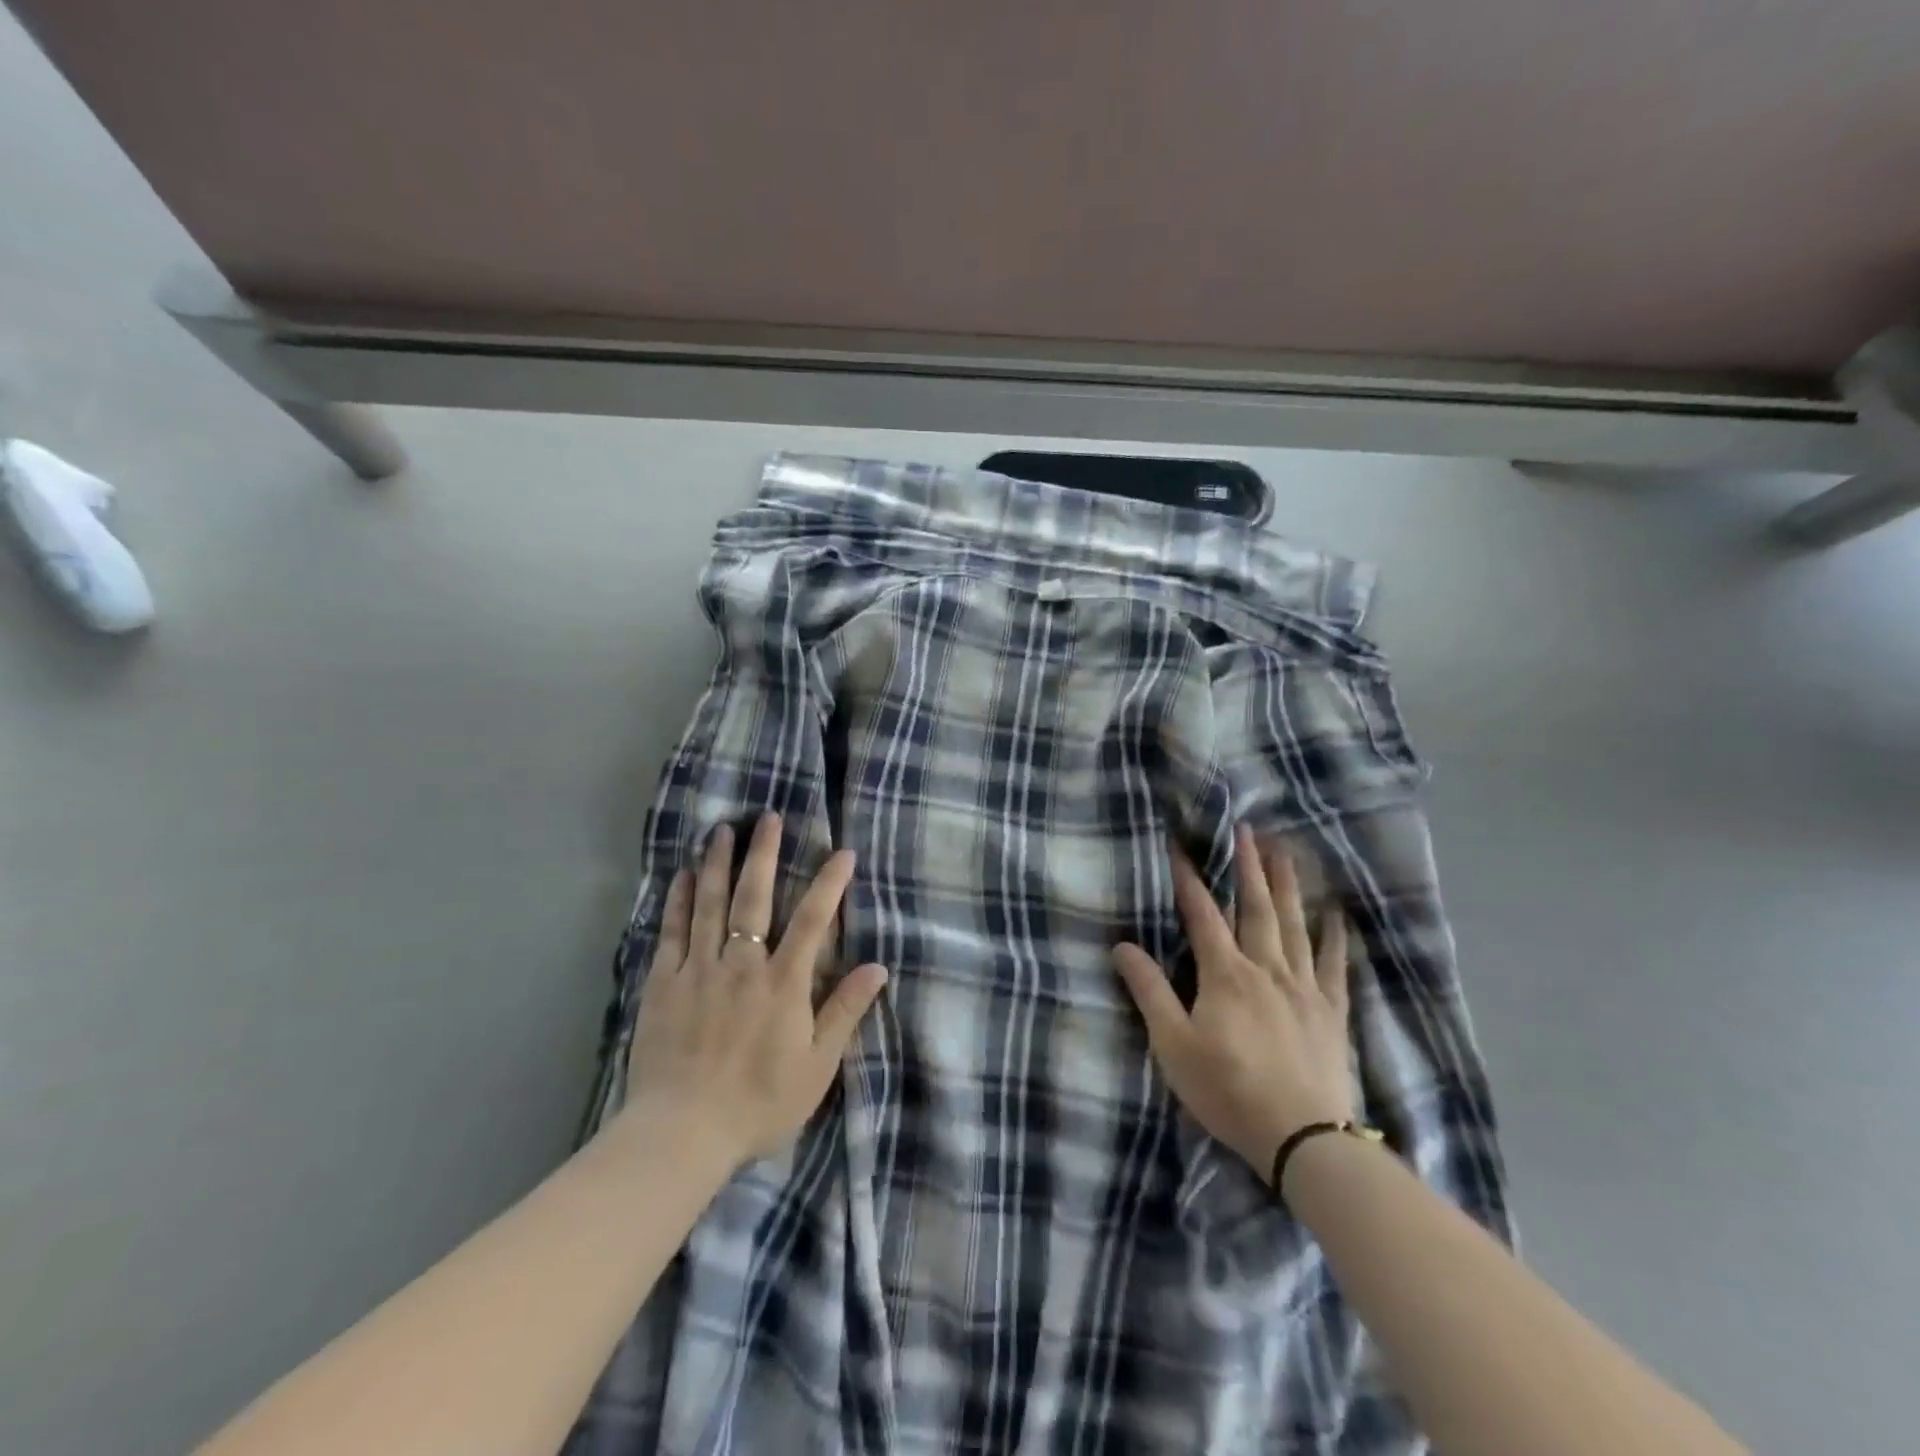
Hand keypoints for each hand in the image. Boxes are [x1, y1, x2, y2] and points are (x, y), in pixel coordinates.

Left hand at [623, 812, 887, 1165]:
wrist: (682, 1134)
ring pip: (710, 904)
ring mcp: (698, 970)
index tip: (842, 851)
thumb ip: (845, 1011)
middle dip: (764, 854)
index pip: (813, 919)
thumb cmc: (759, 1102)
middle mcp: (742, 964)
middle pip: (755, 897)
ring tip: (722, 831)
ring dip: (718, 864)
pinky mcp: (664, 984)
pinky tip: (680, 876)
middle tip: (768, 817)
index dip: (830, 882)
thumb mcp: (817, 1065)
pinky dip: (678, 900)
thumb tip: (878, 967)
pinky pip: (672, 932)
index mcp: (783, 982)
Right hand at [1112, 824, 1355, 1181]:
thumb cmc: (1228, 1091)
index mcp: (1225, 974)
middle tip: (1248, 830)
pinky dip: (1335, 937)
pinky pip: (1334, 965)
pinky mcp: (1331, 1011)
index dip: (1189, 880)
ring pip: (1295, 925)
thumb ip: (1150, 991)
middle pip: (1256, 908)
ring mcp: (1303, 987)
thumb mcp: (1173, 1045)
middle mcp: (1266, 968)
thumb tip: (1122, 946)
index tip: (1180, 847)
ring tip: (1287, 852)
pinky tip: (1336, 914)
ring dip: (1289, 886)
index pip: (1203, 915)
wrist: (1303, 1138)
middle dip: (1249, 866)